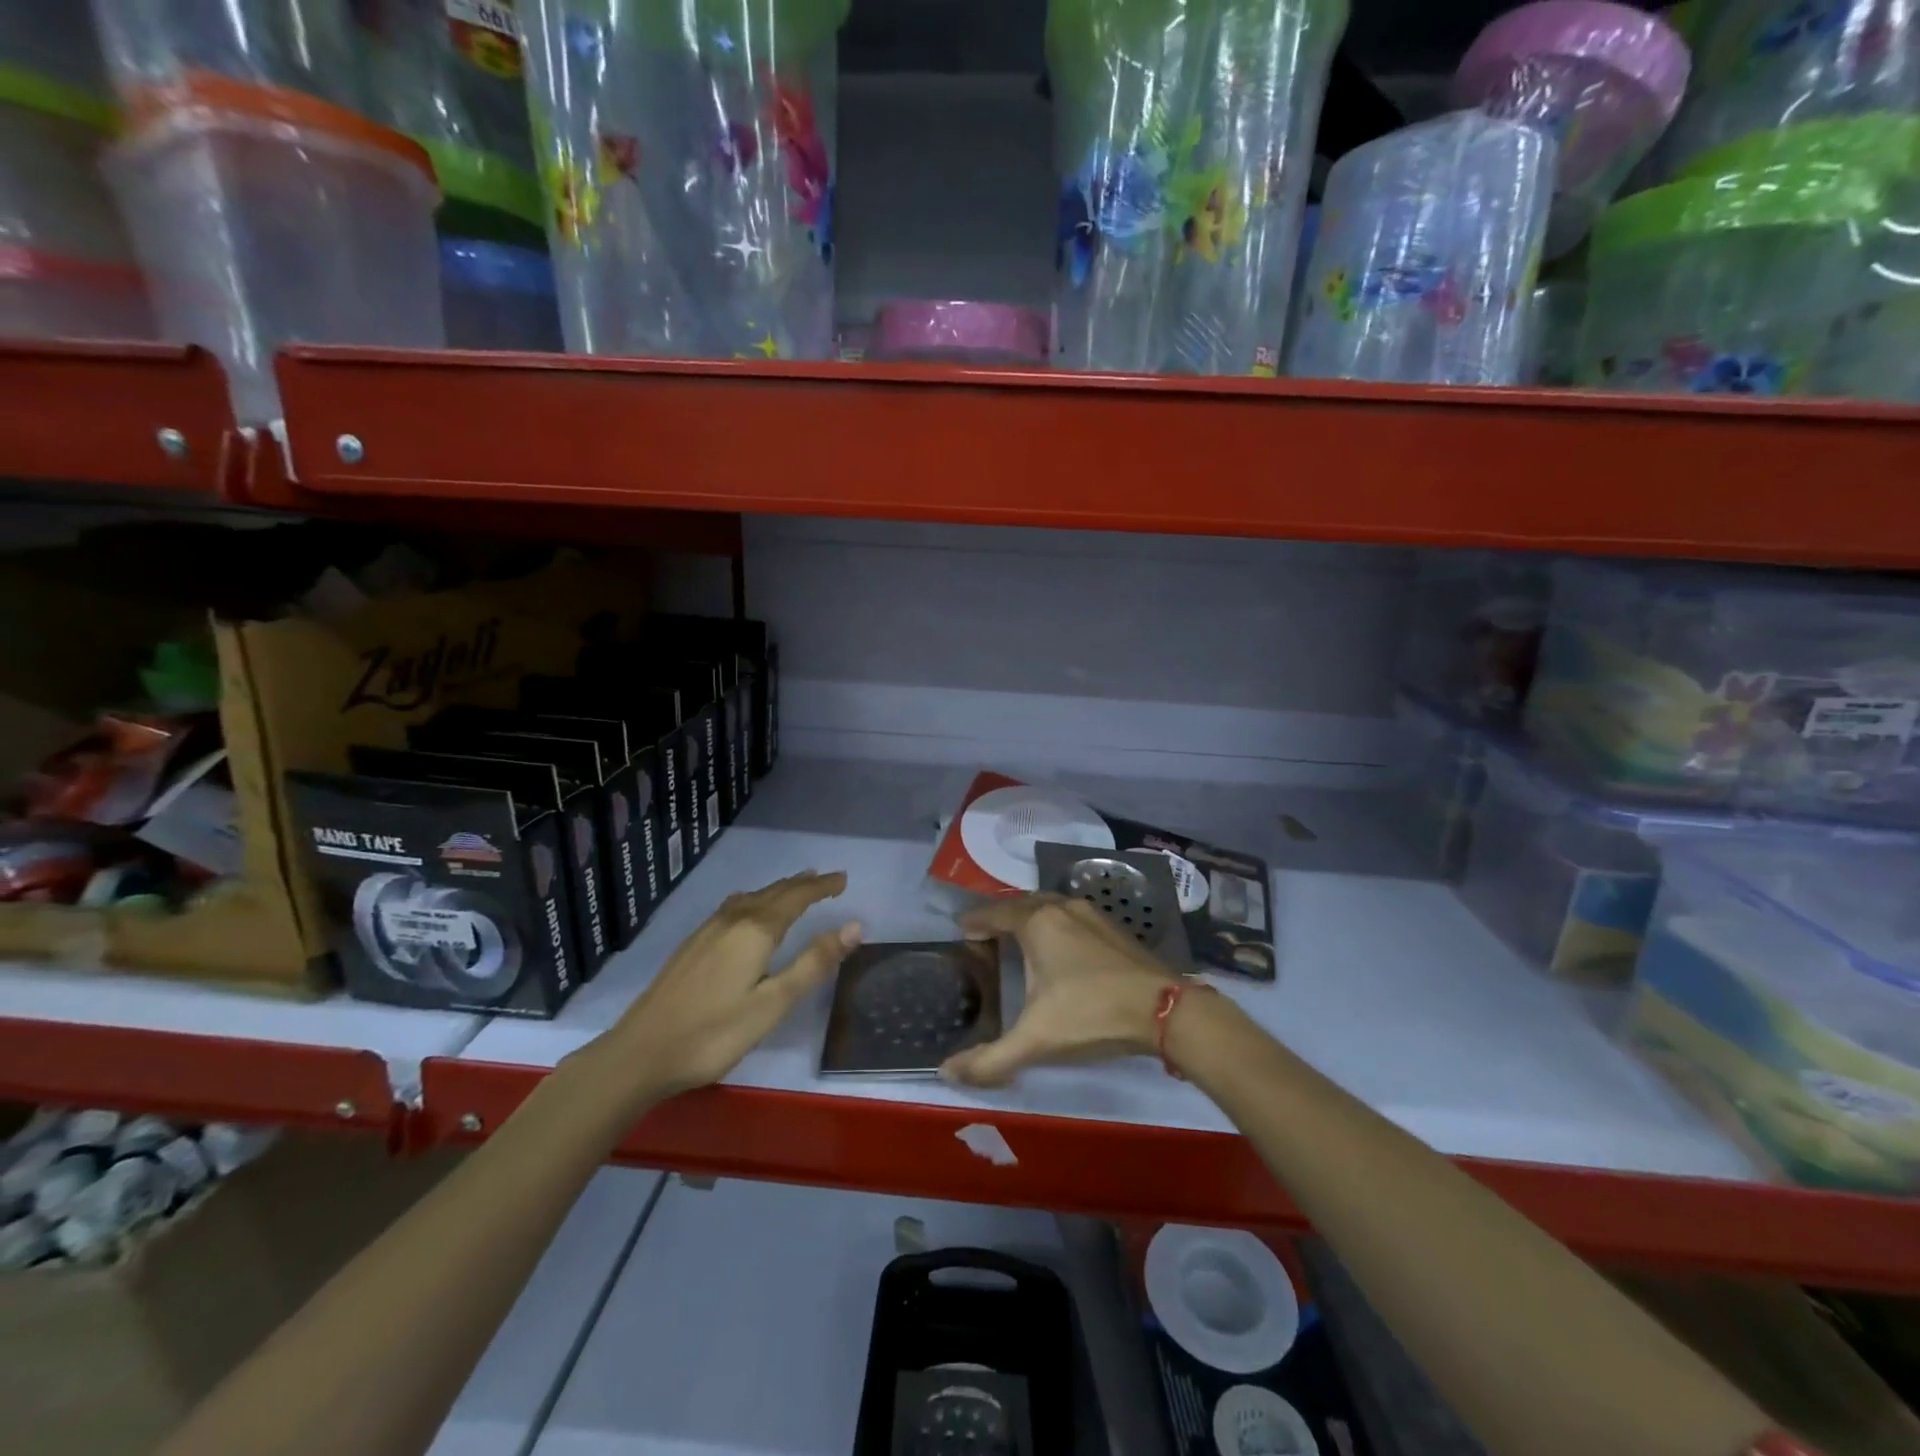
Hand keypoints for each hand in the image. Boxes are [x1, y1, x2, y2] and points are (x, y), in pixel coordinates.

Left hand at [606, 871, 859, 1099]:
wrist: (640, 1053)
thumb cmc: (714, 1033)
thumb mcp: (773, 1004)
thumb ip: (813, 963)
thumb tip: (853, 926)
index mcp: (756, 930)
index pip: (797, 897)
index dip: (822, 887)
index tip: (844, 879)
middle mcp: (732, 919)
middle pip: (774, 892)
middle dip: (802, 884)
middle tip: (827, 880)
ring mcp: (708, 930)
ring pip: (752, 898)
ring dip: (778, 890)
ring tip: (795, 888)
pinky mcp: (692, 945)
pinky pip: (734, 907)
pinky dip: (756, 901)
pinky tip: (749, 912)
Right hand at [940, 894, 1177, 1088]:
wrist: (1164, 1010)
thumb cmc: (1091, 1014)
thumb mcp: (1035, 1040)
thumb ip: (989, 1059)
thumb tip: (946, 1073)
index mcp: (1037, 923)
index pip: (994, 913)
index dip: (975, 921)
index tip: (961, 929)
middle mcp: (1062, 908)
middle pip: (1021, 903)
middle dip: (1001, 916)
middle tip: (985, 935)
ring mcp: (1091, 914)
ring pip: (1049, 906)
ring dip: (1029, 916)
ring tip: (1018, 938)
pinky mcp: (1113, 927)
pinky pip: (1071, 915)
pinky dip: (1054, 923)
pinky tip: (1059, 947)